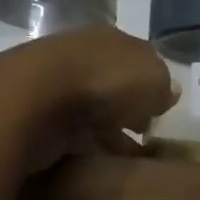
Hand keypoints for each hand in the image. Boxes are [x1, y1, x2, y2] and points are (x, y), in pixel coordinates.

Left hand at [0, 25, 176, 175]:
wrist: (34, 101)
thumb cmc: (104, 82)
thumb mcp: (154, 80)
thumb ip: (163, 86)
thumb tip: (165, 92)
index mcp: (109, 37)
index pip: (137, 56)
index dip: (152, 82)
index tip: (161, 108)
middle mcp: (82, 54)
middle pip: (114, 81)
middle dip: (130, 105)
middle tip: (146, 132)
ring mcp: (56, 84)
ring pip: (94, 108)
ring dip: (111, 129)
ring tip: (129, 156)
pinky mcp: (39, 115)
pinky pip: (74, 132)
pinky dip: (89, 145)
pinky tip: (103, 162)